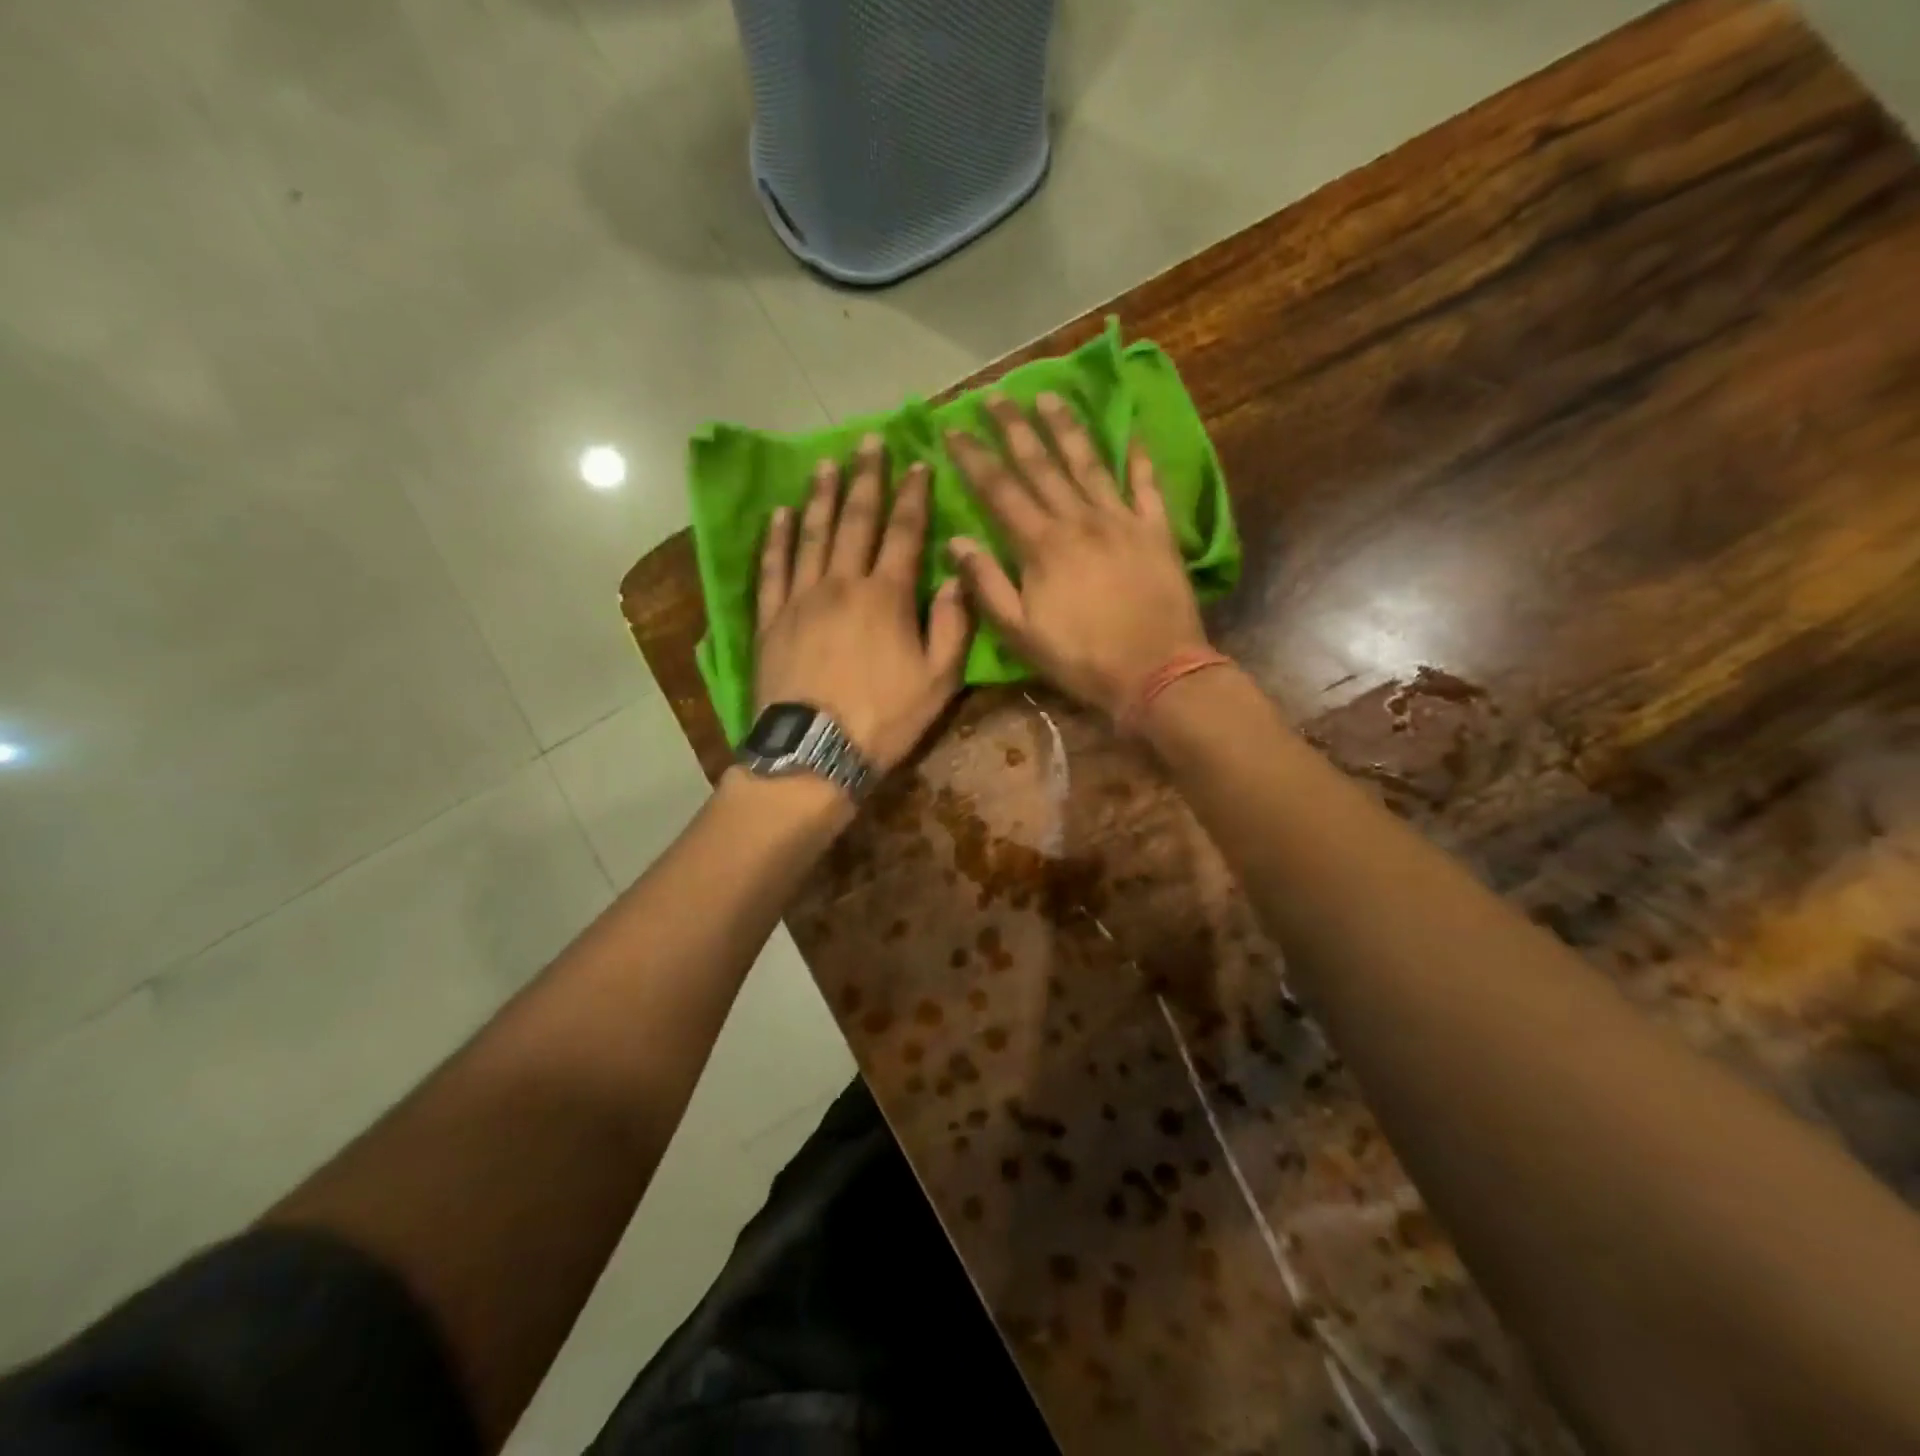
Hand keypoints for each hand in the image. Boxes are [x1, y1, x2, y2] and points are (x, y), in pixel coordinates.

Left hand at [755, 434, 971, 773]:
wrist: (815, 752)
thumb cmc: (884, 719)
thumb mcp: (939, 680)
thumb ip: (952, 625)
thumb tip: (955, 576)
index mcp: (888, 596)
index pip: (905, 533)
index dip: (914, 496)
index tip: (918, 463)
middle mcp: (842, 583)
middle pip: (855, 520)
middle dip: (866, 478)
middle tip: (869, 442)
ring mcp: (800, 598)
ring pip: (812, 535)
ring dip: (821, 496)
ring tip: (826, 464)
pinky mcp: (770, 619)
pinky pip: (771, 568)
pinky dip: (776, 538)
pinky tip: (780, 514)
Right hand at [945, 393, 1209, 718]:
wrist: (1156, 672)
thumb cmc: (1081, 659)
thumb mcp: (1020, 633)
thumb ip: (987, 585)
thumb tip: (957, 541)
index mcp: (1041, 546)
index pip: (999, 490)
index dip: (974, 458)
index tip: (953, 429)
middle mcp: (1079, 520)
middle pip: (1041, 464)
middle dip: (1014, 428)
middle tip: (995, 395)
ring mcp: (1121, 520)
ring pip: (1089, 463)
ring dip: (1067, 427)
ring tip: (1050, 396)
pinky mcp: (1156, 531)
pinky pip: (1147, 484)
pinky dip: (1140, 457)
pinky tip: (1132, 431)